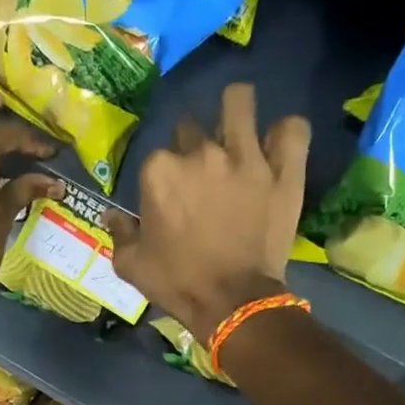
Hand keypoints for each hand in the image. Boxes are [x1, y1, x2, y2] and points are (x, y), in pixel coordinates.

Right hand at [103, 82, 309, 337]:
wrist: (233, 303)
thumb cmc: (177, 283)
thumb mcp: (131, 265)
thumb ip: (119, 233)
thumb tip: (112, 215)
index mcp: (160, 171)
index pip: (158, 155)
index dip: (163, 175)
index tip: (171, 196)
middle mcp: (201, 153)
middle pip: (193, 128)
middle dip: (194, 146)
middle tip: (203, 174)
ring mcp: (246, 157)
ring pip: (240, 101)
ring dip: (236, 110)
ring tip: (238, 128)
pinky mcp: (284, 170)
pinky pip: (292, 129)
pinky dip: (286, 133)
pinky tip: (278, 144)